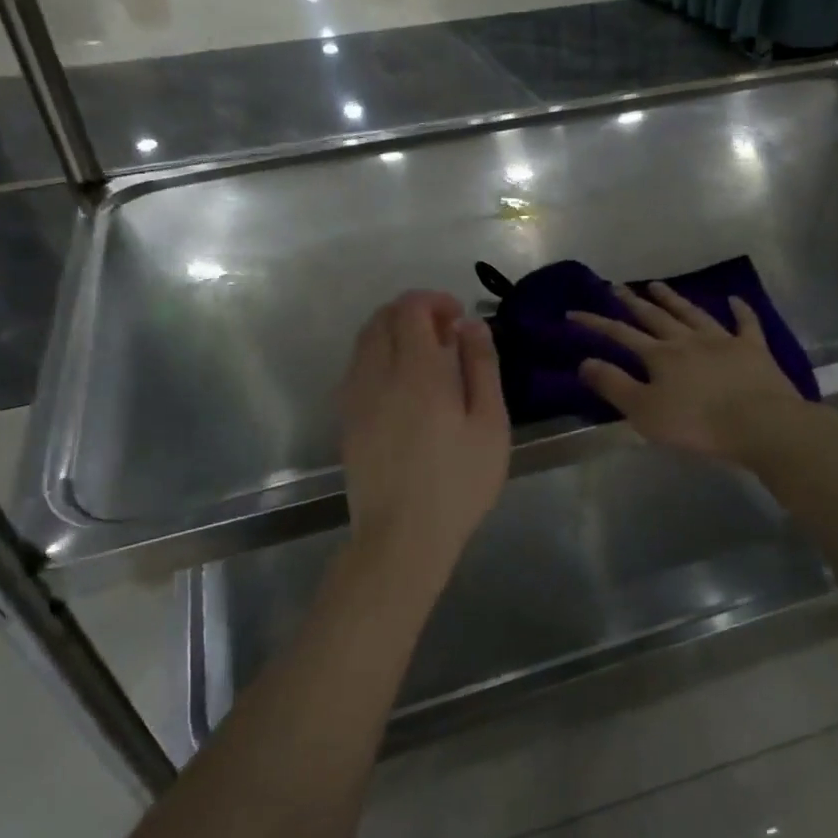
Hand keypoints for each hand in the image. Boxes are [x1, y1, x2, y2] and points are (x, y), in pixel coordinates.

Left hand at [339, 290, 509, 581]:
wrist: (402, 536)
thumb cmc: (458, 483)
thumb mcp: (490, 425)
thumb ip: (482, 367)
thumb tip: (471, 325)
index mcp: (417, 371)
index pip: (411, 309)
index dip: (434, 301)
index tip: (458, 317)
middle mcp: (378, 375)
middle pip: (383, 318)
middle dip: (413, 312)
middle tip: (445, 334)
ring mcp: (355, 397)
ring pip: (364, 341)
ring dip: (392, 333)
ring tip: (425, 358)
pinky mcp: (346, 420)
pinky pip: (357, 368)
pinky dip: (377, 357)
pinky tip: (402, 385)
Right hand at [571, 282, 805, 463]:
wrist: (760, 424)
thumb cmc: (697, 423)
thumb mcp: (644, 411)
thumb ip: (613, 385)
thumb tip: (585, 361)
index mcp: (659, 356)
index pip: (620, 334)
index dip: (595, 323)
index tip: (573, 312)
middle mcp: (687, 340)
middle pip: (655, 316)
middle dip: (632, 301)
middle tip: (616, 286)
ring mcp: (723, 340)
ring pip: (692, 313)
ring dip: (673, 298)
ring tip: (657, 284)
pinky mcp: (753, 350)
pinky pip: (745, 323)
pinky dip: (739, 310)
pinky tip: (734, 299)